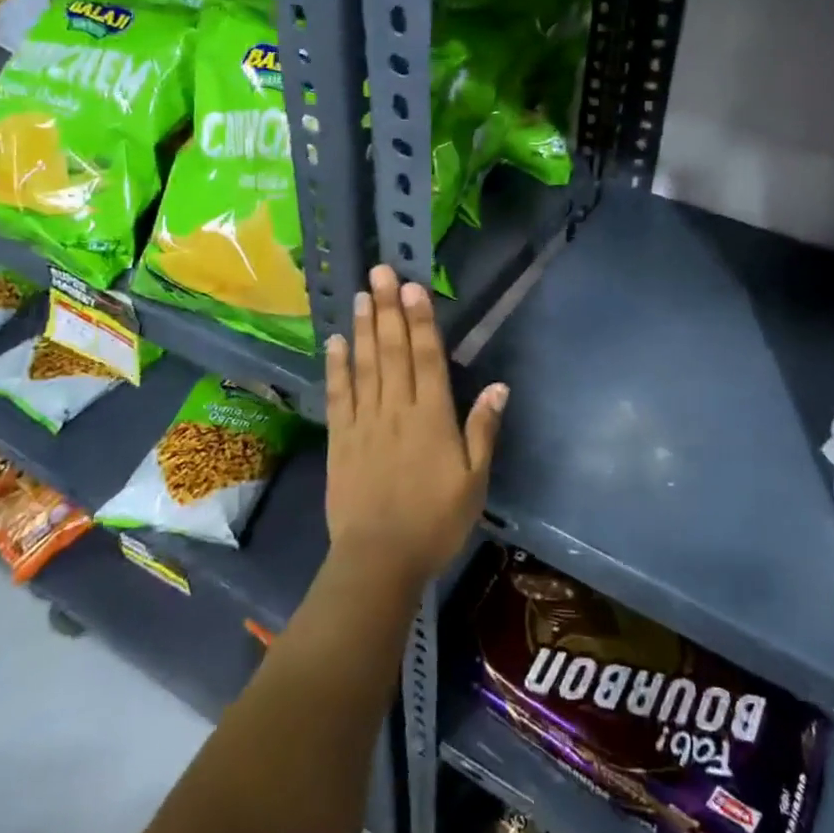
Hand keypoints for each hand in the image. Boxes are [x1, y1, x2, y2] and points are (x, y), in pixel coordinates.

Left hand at [324, 264, 506, 592]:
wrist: (379, 561)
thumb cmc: (436, 522)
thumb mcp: (474, 481)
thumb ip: (483, 430)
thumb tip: (498, 386)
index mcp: (432, 418)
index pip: (427, 358)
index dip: (421, 320)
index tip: (413, 286)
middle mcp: (397, 410)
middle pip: (393, 350)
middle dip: (388, 308)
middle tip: (381, 271)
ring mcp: (364, 422)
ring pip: (365, 365)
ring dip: (364, 327)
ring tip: (361, 294)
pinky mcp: (340, 439)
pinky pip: (338, 395)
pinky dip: (337, 366)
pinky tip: (336, 341)